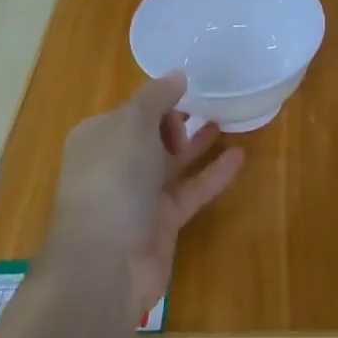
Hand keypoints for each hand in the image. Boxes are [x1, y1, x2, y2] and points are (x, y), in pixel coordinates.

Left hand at [44, 72, 244, 330]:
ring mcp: (138, 195)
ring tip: (227, 121)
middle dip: (176, 120)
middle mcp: (115, 164)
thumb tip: (177, 74)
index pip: (130, 110)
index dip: (158, 100)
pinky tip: (239, 156)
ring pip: (172, 162)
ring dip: (197, 142)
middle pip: (150, 134)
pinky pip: (191, 189)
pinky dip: (213, 173)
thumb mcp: (133, 123)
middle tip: (208, 106)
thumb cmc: (114, 179)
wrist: (106, 263)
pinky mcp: (162, 222)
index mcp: (98, 137)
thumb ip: (156, 96)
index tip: (189, 91)